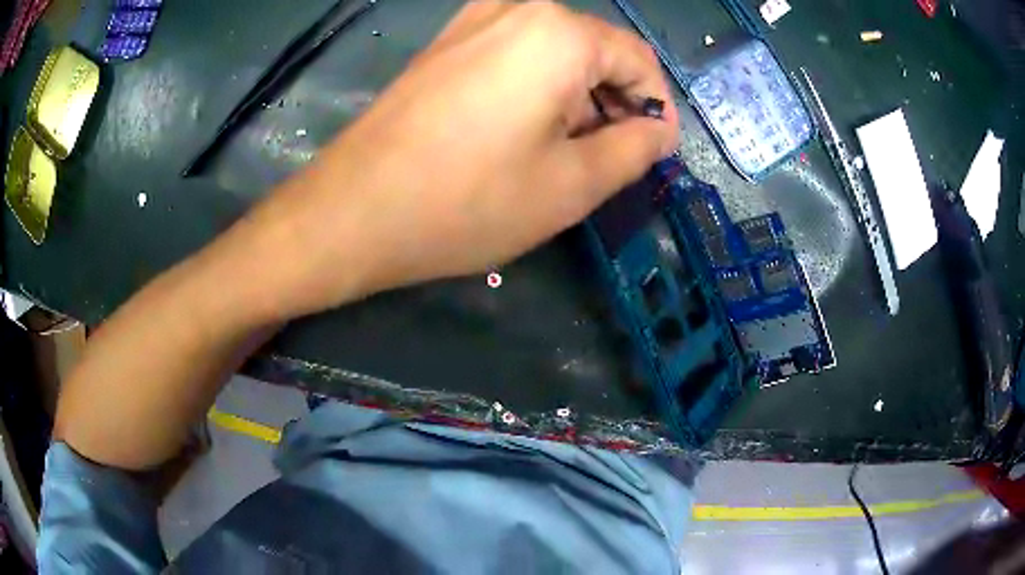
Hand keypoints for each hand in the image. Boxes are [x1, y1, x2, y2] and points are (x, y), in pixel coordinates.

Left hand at [242, 0, 678, 317]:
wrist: (353, 211)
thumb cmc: (468, 201)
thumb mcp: (573, 184)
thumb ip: (636, 149)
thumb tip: (659, 129)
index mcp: (559, 31)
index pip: (638, 60)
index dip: (655, 109)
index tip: (653, 155)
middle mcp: (518, 8)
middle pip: (596, 52)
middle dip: (613, 105)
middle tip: (608, 163)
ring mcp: (474, 19)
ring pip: (557, 55)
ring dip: (576, 101)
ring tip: (564, 156)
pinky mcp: (448, 42)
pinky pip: (517, 56)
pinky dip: (537, 90)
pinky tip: (523, 134)